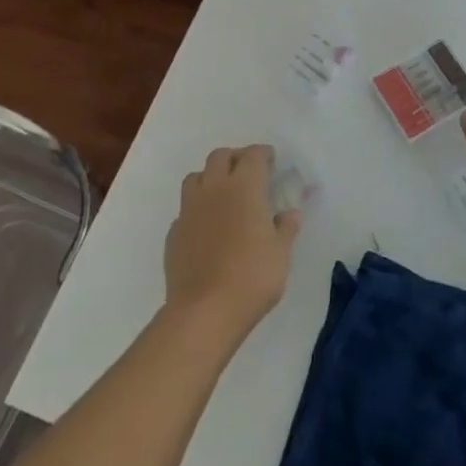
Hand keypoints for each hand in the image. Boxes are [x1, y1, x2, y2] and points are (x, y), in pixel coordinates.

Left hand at [164, 145, 301, 341]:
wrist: (204, 310)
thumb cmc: (252, 277)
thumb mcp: (281, 253)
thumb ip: (286, 228)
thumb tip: (290, 213)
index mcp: (245, 186)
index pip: (254, 155)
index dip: (264, 154)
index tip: (272, 162)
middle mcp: (214, 188)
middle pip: (220, 156)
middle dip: (235, 158)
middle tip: (248, 173)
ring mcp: (189, 209)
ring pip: (196, 177)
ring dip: (211, 178)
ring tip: (223, 195)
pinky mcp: (174, 232)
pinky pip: (185, 209)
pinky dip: (197, 209)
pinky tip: (207, 228)